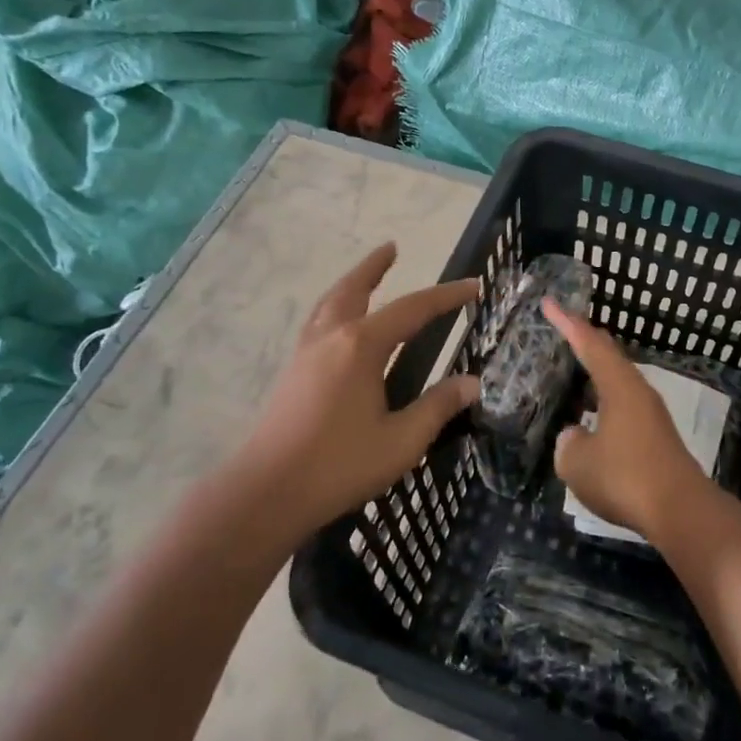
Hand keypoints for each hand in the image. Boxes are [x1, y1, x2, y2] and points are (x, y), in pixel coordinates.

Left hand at [240, 243, 478, 534]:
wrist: (266, 492)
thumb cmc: (339, 465)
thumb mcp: (402, 441)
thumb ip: (438, 407)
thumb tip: (473, 383)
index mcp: (361, 346)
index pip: (413, 310)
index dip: (446, 297)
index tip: (473, 286)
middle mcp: (331, 338)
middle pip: (355, 289)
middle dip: (375, 267)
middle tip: (392, 248)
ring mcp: (306, 353)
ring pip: (329, 303)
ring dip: (350, 283)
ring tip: (364, 276)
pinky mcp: (292, 372)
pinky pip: (316, 322)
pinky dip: (333, 307)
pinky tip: (338, 326)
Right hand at [542, 300, 713, 538]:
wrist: (680, 510)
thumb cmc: (625, 477)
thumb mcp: (577, 463)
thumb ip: (568, 443)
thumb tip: (576, 436)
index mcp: (619, 385)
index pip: (589, 343)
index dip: (567, 322)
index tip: (549, 302)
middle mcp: (638, 391)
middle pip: (610, 356)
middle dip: (586, 340)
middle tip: (564, 328)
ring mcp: (651, 414)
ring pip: (619, 381)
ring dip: (597, 373)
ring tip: (576, 369)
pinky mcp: (657, 436)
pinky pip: (624, 404)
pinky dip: (605, 399)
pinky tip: (594, 415)